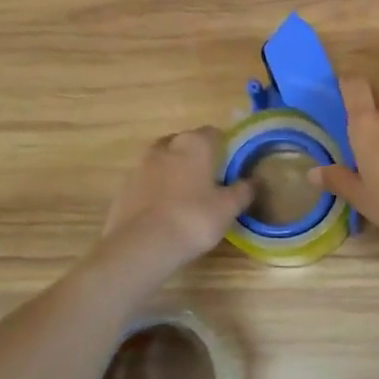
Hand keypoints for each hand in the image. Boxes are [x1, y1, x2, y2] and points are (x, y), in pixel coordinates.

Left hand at [100, 128, 253, 278]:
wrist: (142, 245)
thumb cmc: (193, 219)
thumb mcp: (228, 208)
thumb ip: (243, 191)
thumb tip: (254, 181)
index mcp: (194, 144)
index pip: (213, 133)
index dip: (224, 146)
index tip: (231, 164)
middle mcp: (166, 147)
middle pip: (184, 143)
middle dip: (195, 155)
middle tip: (209, 179)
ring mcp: (140, 166)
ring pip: (163, 160)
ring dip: (174, 171)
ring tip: (186, 196)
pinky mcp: (124, 188)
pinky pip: (147, 181)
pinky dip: (156, 189)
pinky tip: (165, 210)